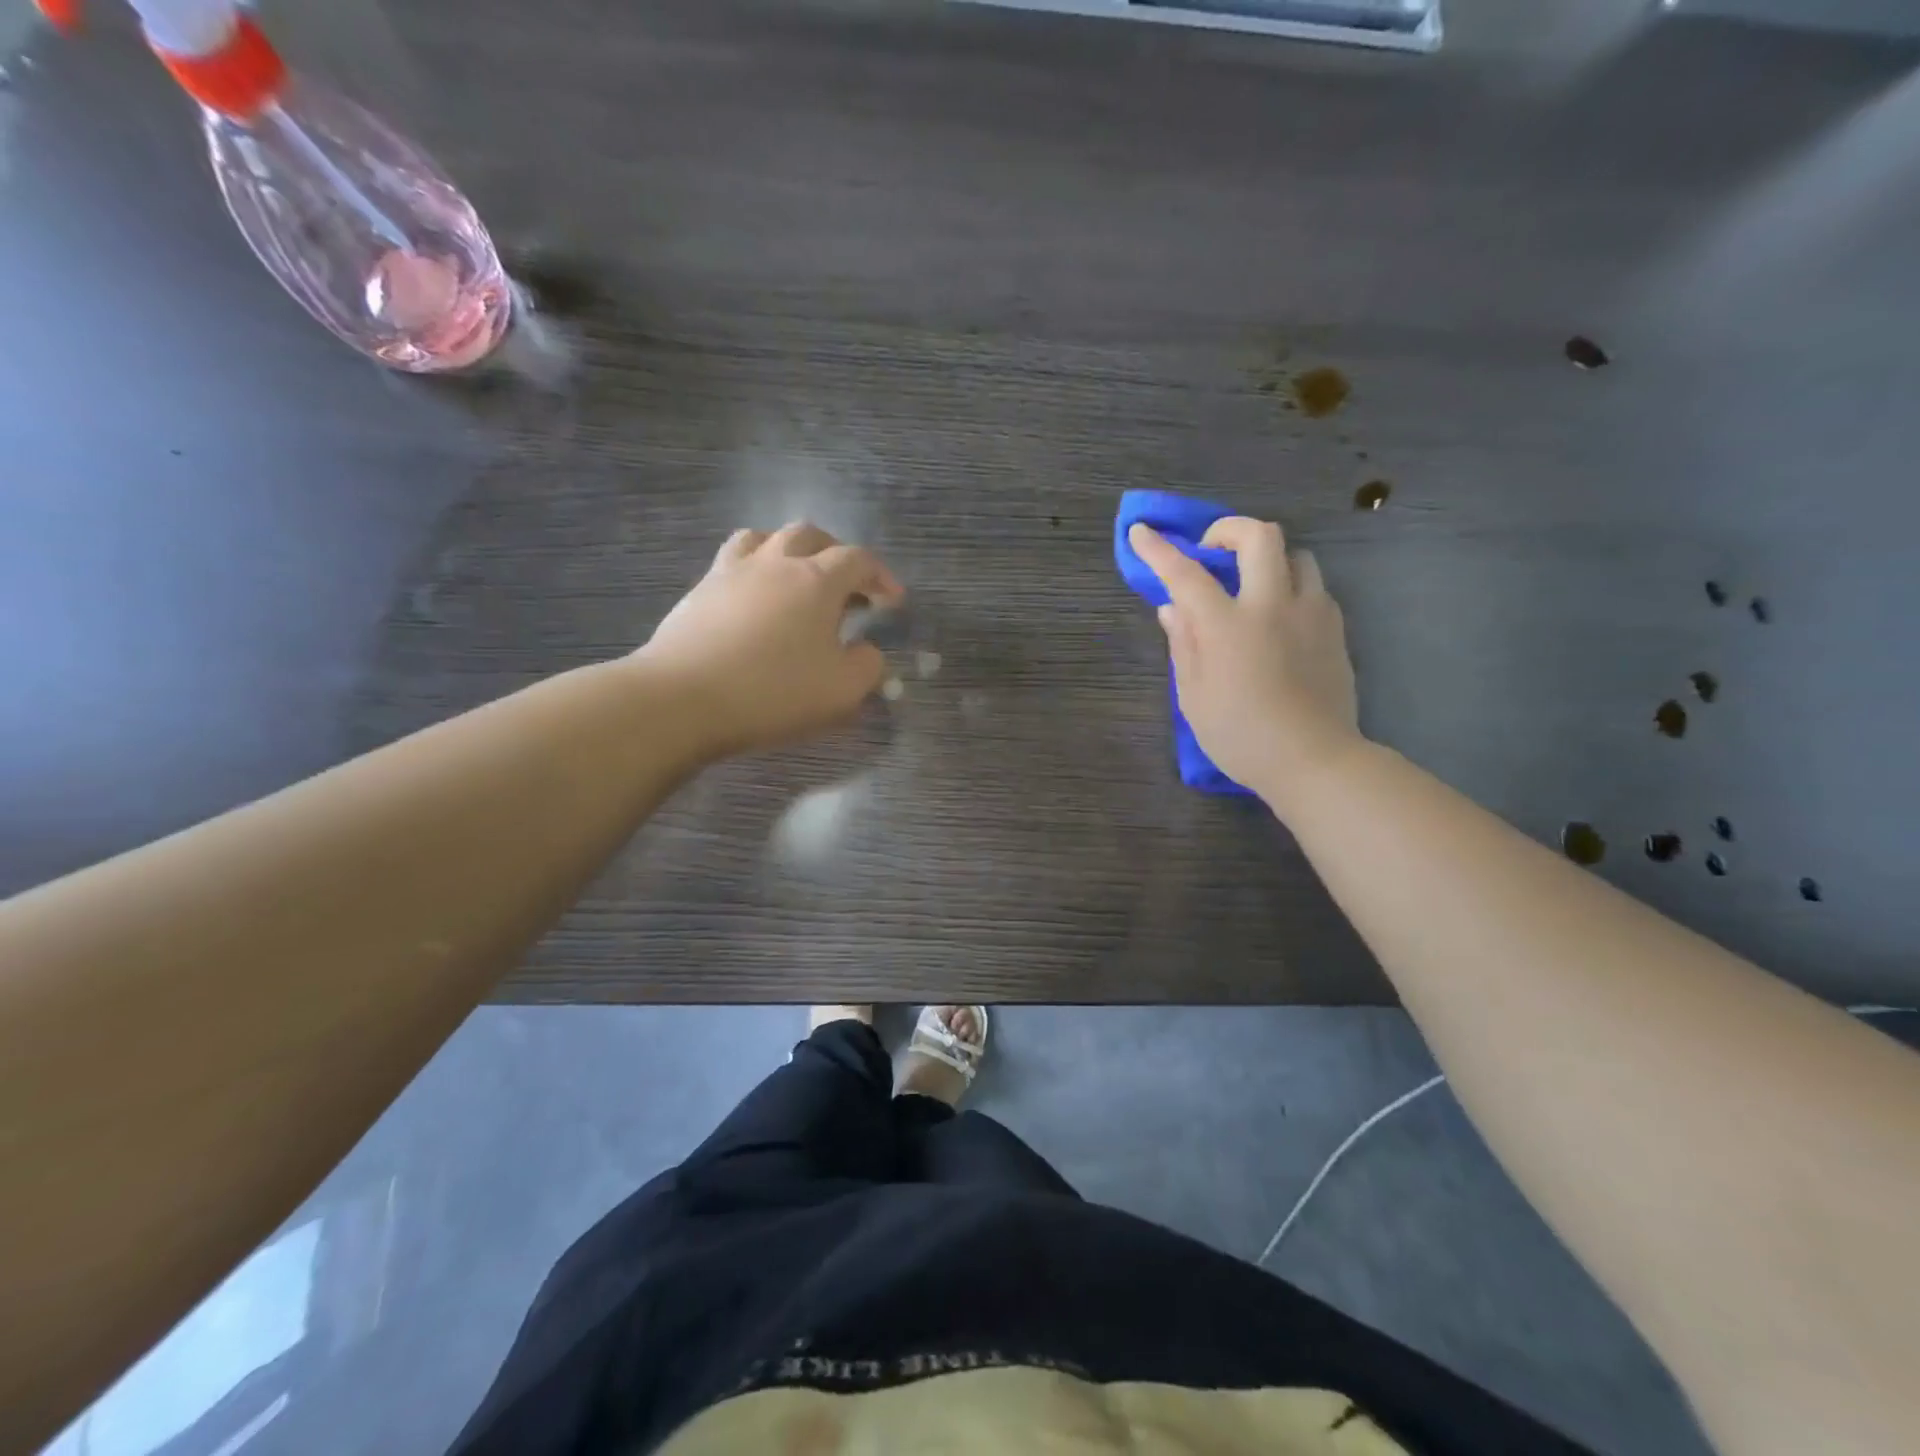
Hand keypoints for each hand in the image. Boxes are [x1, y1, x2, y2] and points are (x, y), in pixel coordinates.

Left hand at [641, 523, 904, 756]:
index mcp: (816, 580)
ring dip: (788, 551)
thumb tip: (868, 651)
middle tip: (847, 584)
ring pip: (763, 538)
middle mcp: (775, 563)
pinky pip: (732, 562)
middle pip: (810, 535)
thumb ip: (868, 667)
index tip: (892, 601)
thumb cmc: (774, 692)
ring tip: (796, 578)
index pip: (858, 560)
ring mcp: (731, 572)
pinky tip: (754, 601)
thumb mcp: (842, 691)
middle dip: (835, 553)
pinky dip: (753, 571)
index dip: (881, 576)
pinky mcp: (699, 592)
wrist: (683, 698)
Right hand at [1128, 517, 1360, 802]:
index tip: (1141, 531)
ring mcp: (1310, 613)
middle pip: (1259, 536)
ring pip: (1296, 554)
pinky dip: (1291, 586)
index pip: (1186, 574)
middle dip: (1229, 529)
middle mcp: (1271, 606)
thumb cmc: (1240, 736)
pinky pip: (1314, 587)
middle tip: (1212, 551)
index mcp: (1227, 626)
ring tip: (1252, 584)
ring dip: (1268, 558)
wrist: (1313, 759)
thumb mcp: (1193, 696)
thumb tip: (1172, 608)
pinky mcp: (1335, 628)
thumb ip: (1183, 644)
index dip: (1159, 550)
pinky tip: (1280, 616)